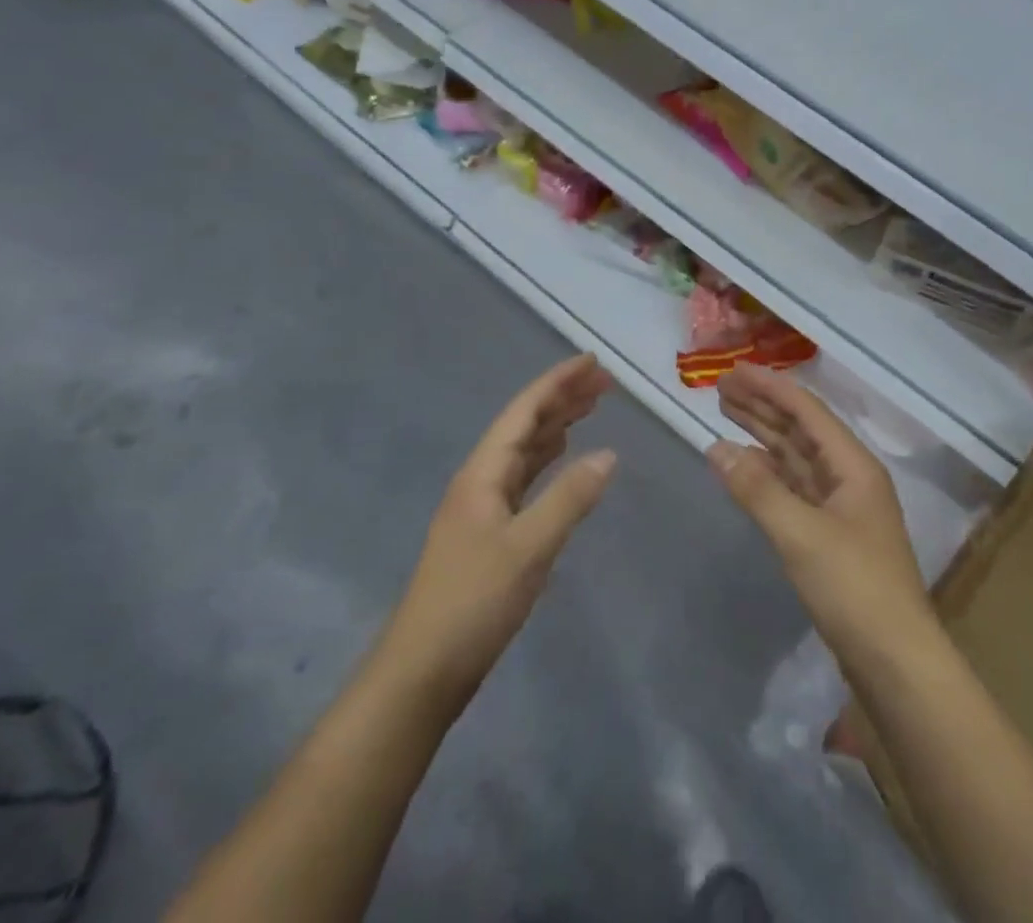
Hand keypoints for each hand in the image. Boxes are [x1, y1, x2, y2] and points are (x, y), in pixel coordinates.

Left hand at [382, 354, 617, 705]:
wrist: (422, 671)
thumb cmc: (473, 603)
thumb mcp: (529, 548)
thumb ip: (570, 498)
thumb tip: (610, 453)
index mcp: (483, 473)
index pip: (525, 411)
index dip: (558, 382)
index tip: (592, 361)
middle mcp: (480, 480)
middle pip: (525, 425)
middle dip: (562, 399)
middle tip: (604, 382)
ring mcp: (483, 507)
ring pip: (525, 451)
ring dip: (557, 426)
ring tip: (590, 408)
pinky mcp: (489, 534)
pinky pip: (525, 479)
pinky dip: (549, 461)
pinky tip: (563, 460)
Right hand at [708, 365, 933, 657]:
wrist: (896, 663)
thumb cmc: (854, 588)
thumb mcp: (800, 534)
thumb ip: (757, 489)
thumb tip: (717, 447)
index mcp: (853, 466)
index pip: (807, 411)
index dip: (770, 387)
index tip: (734, 371)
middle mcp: (849, 478)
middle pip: (801, 430)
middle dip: (764, 406)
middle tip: (722, 388)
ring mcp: (841, 508)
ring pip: (797, 459)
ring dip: (764, 436)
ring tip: (728, 415)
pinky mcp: (831, 537)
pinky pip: (794, 489)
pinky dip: (768, 475)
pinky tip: (746, 467)